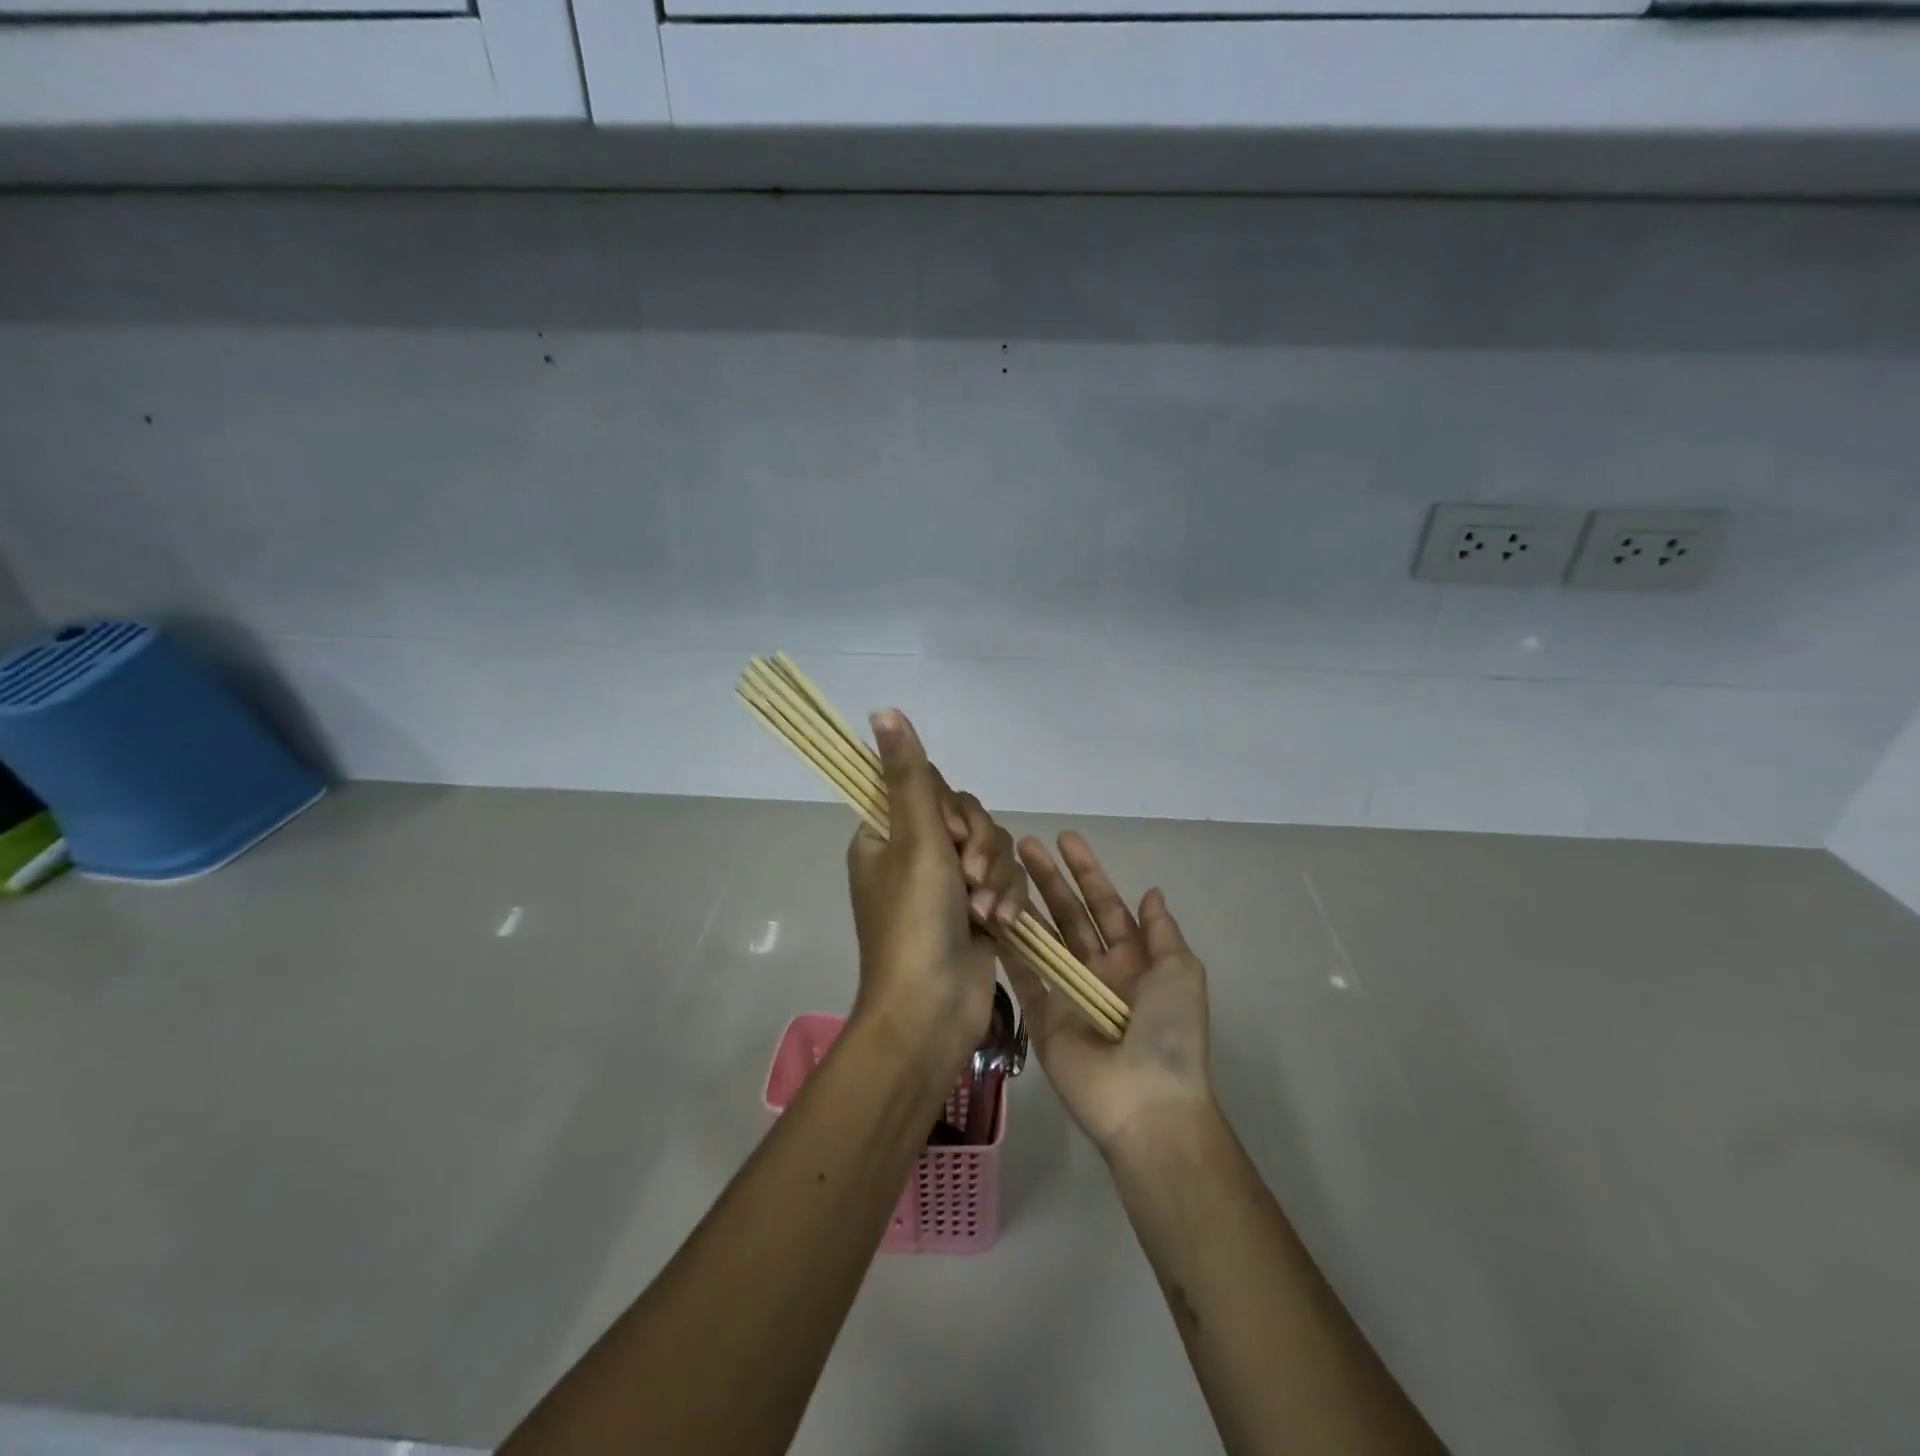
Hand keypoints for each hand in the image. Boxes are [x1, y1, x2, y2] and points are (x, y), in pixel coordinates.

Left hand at [845, 710, 1021, 1074]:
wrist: (932, 1009)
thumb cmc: (915, 921)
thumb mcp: (915, 840)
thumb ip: (907, 774)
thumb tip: (882, 709)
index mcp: (884, 833)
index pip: (926, 788)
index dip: (950, 809)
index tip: (951, 835)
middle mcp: (913, 853)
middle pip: (967, 816)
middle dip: (980, 846)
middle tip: (971, 876)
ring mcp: (946, 882)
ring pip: (992, 847)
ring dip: (996, 877)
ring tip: (987, 911)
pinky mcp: (976, 907)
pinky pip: (1002, 879)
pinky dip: (1005, 899)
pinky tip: (1001, 924)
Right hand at [1007, 832, 1214, 1155]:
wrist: (1145, 1101)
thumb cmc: (1169, 1032)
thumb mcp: (1181, 971)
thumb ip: (1161, 931)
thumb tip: (1151, 892)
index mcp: (1133, 959)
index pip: (1106, 904)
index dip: (1087, 871)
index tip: (1065, 839)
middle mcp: (1098, 970)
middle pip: (1069, 914)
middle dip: (1050, 879)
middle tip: (1024, 845)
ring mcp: (1067, 992)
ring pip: (1042, 938)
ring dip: (1025, 905)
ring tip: (1000, 873)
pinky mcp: (1041, 1014)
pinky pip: (1022, 973)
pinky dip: (1008, 947)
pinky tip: (992, 915)